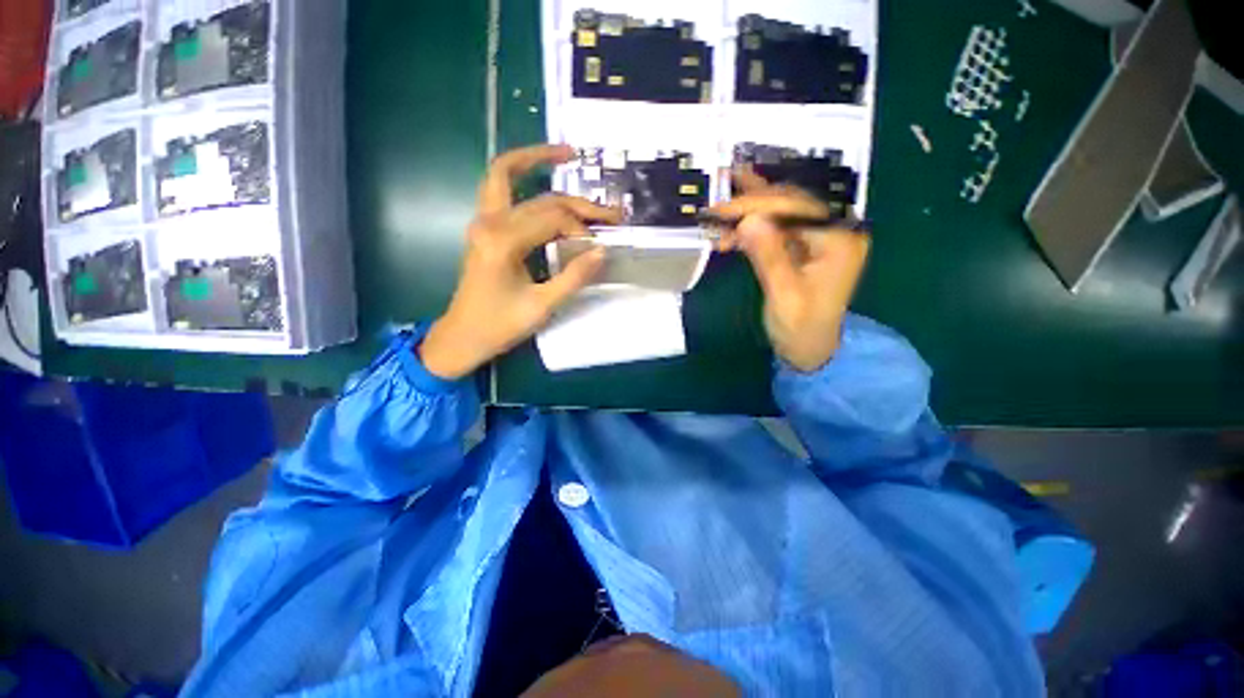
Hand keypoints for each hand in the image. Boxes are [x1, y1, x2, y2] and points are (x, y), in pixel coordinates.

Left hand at [419, 145, 622, 379]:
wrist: (462, 336)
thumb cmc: (500, 325)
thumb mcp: (542, 306)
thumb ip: (574, 277)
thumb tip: (602, 251)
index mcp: (503, 241)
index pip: (554, 220)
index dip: (582, 231)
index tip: (602, 246)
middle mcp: (489, 222)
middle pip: (541, 199)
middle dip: (579, 204)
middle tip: (610, 210)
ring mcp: (482, 221)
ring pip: (506, 176)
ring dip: (534, 161)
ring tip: (566, 154)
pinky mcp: (483, 228)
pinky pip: (500, 189)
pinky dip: (521, 177)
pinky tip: (541, 179)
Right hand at [709, 168, 869, 372]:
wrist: (809, 348)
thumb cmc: (801, 327)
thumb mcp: (784, 294)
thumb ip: (768, 255)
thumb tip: (747, 220)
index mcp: (839, 239)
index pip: (796, 208)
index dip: (757, 205)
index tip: (723, 211)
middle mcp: (833, 230)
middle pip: (790, 204)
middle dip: (751, 205)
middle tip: (716, 210)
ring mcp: (818, 237)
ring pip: (781, 212)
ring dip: (749, 213)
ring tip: (720, 210)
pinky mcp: (804, 246)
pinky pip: (776, 228)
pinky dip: (753, 229)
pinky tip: (732, 229)